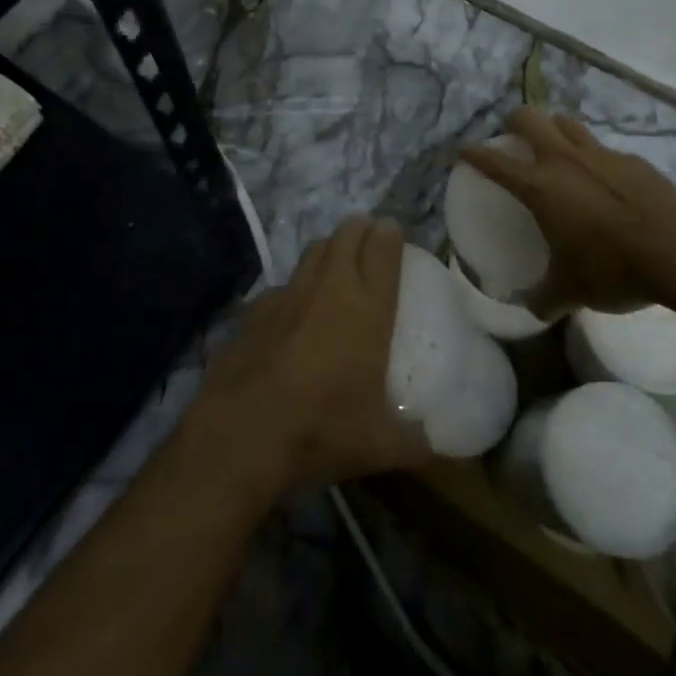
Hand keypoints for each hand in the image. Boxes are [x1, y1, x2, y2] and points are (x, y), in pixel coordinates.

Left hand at [190, 216, 429, 502]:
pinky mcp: (256, 307)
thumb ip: (415, 441)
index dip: (390, 233)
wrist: (241, 432)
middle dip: (361, 229)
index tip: (394, 230)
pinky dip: (297, 287)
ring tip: (338, 262)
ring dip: (330, 248)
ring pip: (314, 250)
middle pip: (346, 235)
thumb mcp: (380, 446)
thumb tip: (433, 444)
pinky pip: (284, 283)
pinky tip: (296, 309)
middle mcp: (329, 287)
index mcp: (367, 308)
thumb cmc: (321, 429)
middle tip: (370, 239)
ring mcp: (289, 293)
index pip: (382, 248)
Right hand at [459, 106, 675, 316]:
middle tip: (512, 140)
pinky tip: (604, 184)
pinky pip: (603, 149)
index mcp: (540, 186)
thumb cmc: (614, 268)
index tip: (463, 151)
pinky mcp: (634, 161)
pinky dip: (593, 158)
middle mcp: (565, 160)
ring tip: (555, 152)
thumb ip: (545, 298)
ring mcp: (602, 155)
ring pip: (567, 124)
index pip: (494, 161)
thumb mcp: (572, 292)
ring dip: (554, 130)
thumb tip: (532, 308)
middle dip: (514, 122)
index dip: (473, 154)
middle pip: (529, 117)